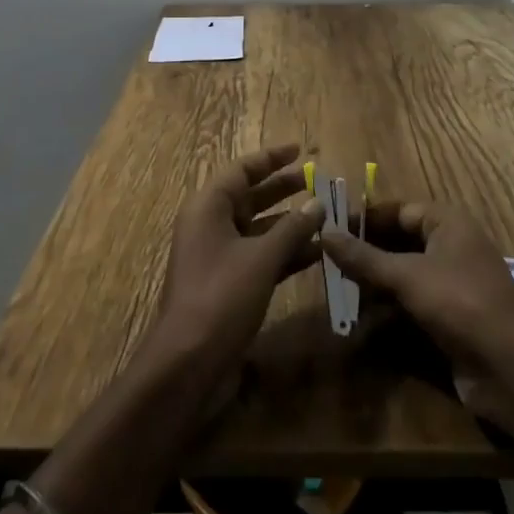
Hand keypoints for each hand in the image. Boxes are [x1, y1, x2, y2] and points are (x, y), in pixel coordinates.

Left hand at [148, 143, 325, 392]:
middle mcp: (210, 224)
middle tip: (317, 180)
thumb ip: (292, 229)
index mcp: (209, 207)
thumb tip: (318, 203)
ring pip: (258, 228)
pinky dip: (284, 252)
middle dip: (284, 189)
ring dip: (290, 223)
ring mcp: (218, 255)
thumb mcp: (261, 258)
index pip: (242, 169)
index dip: (271, 158)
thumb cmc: (221, 297)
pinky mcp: (227, 283)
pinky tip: (316, 253)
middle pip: (250, 196)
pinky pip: (259, 255)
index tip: (299, 150)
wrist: (188, 363)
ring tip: (325, 216)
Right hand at [322, 200, 513, 428]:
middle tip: (328, 262)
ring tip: (337, 293)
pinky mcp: (450, 319)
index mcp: (447, 223)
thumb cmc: (460, 303)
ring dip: (373, 286)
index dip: (366, 218)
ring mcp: (451, 285)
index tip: (331, 228)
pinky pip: (411, 306)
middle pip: (399, 243)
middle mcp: (450, 248)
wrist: (512, 369)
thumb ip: (364, 257)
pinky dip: (388, 313)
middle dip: (366, 255)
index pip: (398, 210)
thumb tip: (326, 232)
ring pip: (403, 277)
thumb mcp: (407, 276)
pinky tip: (360, 324)